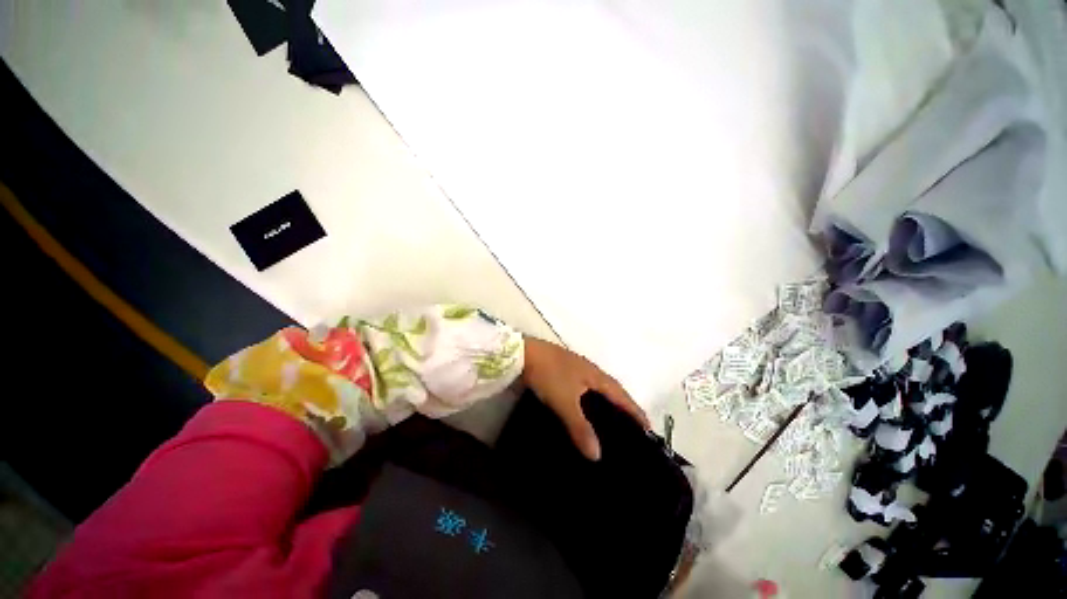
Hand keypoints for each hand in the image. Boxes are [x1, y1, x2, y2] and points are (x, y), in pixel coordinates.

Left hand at [522, 336, 649, 459]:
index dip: (635, 411)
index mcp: (595, 375)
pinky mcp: (564, 372)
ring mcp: (576, 369)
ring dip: (606, 404)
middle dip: (623, 408)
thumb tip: (597, 454)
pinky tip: (584, 411)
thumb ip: (580, 426)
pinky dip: (590, 402)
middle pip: (612, 391)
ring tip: (610, 424)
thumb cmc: (549, 374)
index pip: (621, 395)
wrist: (523, 354)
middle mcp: (590, 370)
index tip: (649, 428)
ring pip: (597, 390)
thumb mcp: (565, 401)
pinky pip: (584, 390)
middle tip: (631, 430)